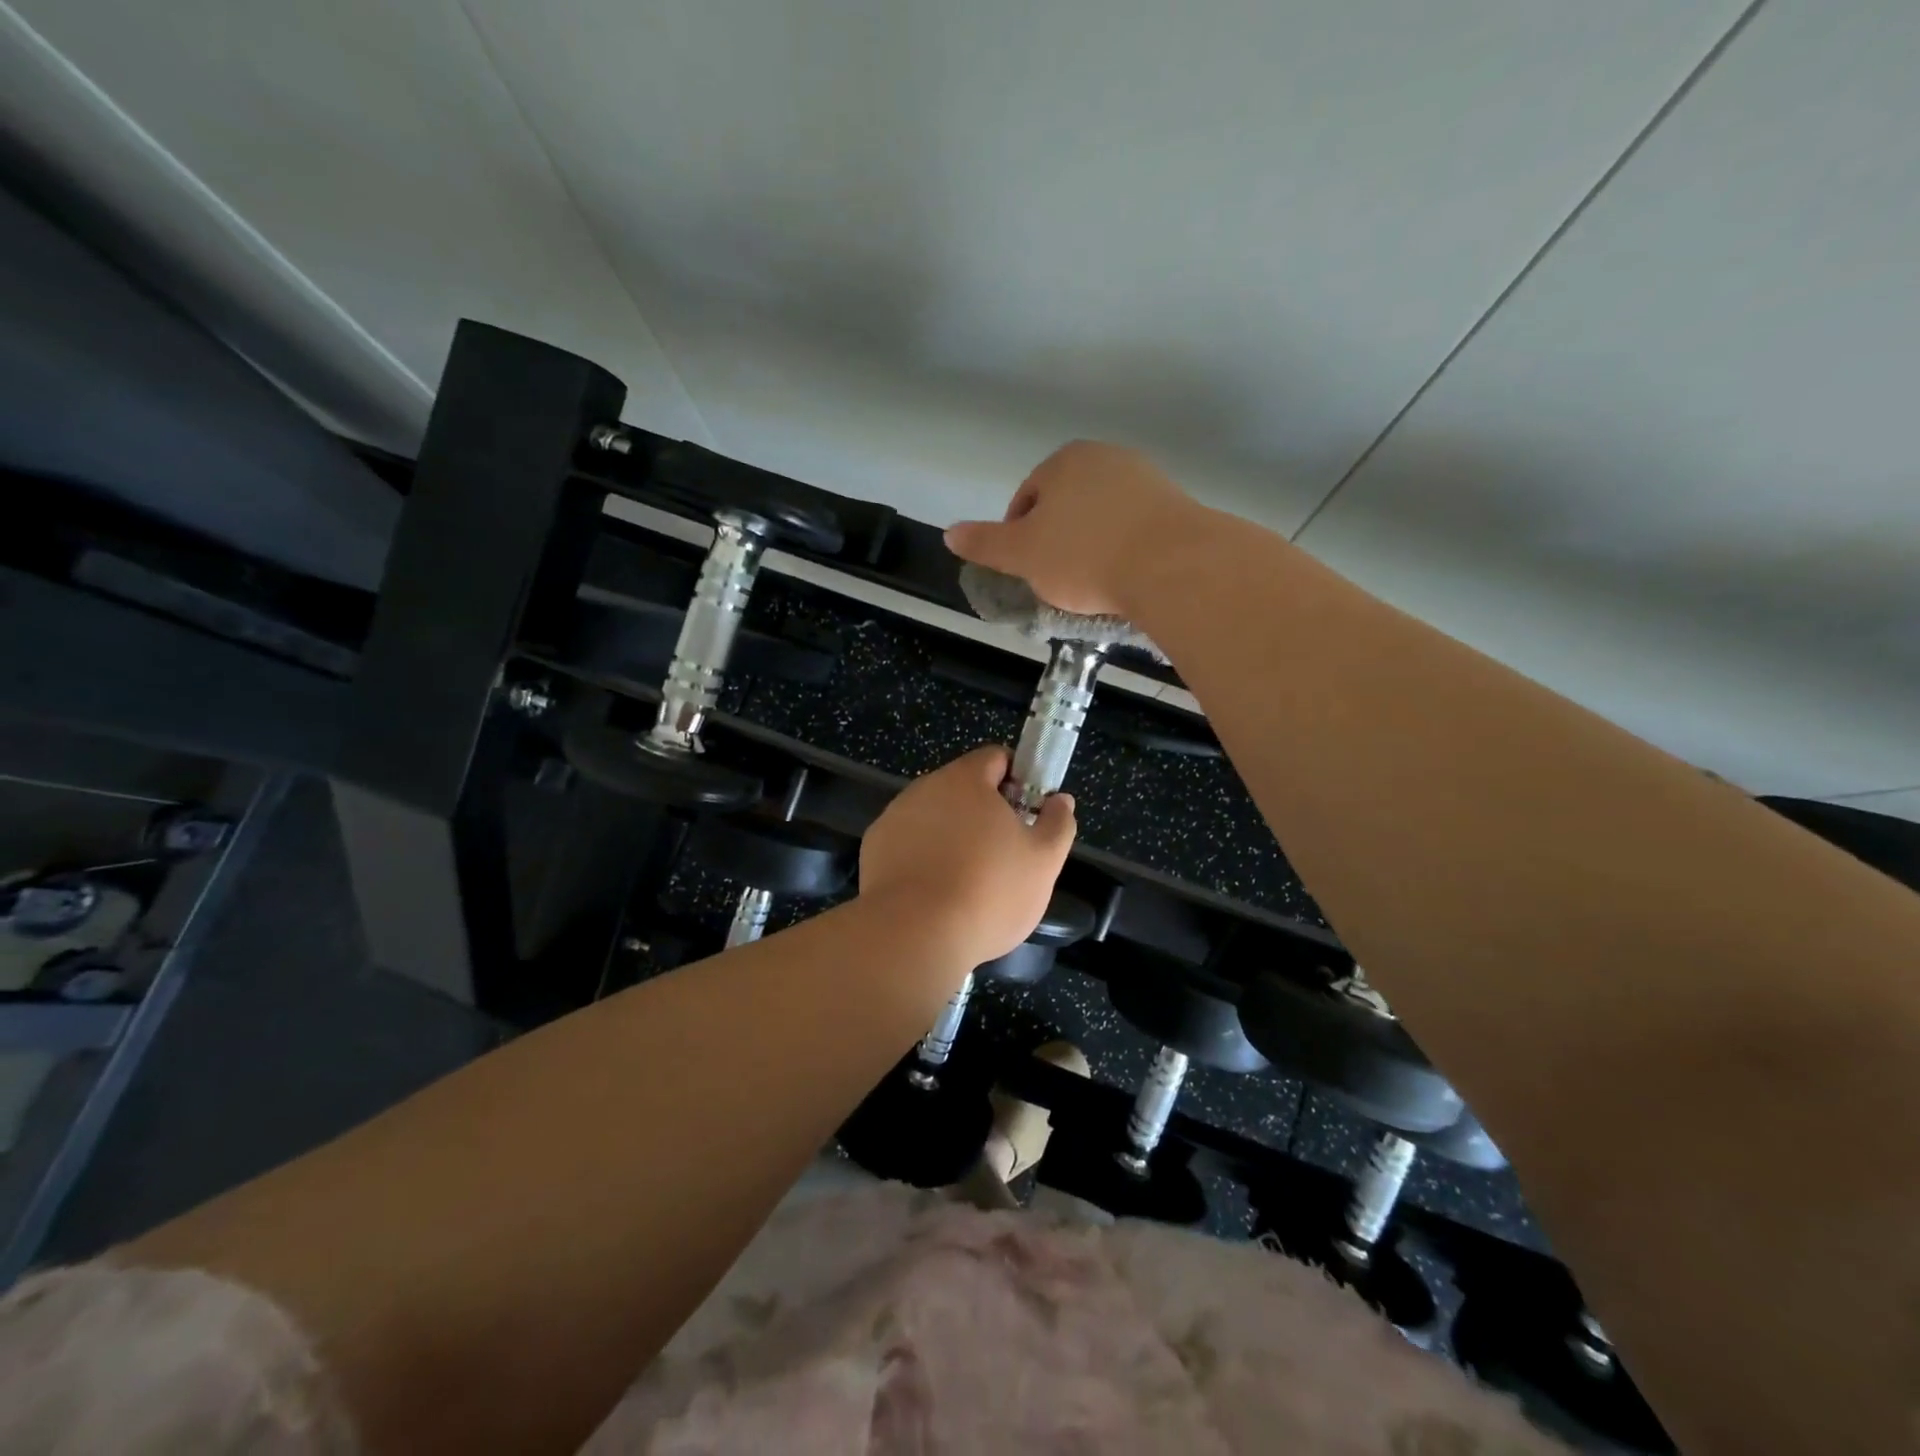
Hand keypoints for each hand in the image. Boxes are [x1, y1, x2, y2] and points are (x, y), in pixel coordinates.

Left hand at [859, 746, 1076, 969]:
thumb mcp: (1043, 861)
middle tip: (1003, 854)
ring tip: (967, 880)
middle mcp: (925, 787)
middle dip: (984, 812)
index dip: (1018, 780)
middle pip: (962, 788)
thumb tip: (1060, 800)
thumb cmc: (988, 892)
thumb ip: (1058, 823)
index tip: (1027, 813)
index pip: (996, 758)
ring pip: (934, 816)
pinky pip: (908, 842)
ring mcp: (895, 816)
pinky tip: (933, 891)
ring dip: (952, 835)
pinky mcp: (874, 847)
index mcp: (966, 779)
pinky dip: (922, 857)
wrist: (913, 935)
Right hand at [943, 441, 1205, 619]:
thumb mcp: (1022, 554)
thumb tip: (949, 533)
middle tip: (1057, 582)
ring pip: (1101, 518)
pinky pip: (1134, 530)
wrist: (1173, 565)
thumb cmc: (1084, 556)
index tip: (1026, 571)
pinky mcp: (1176, 506)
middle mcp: (1106, 458)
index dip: (1019, 538)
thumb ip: (985, 543)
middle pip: (1066, 506)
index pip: (1026, 499)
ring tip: (1091, 586)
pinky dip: (1123, 551)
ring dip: (1090, 547)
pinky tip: (1124, 578)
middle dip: (1057, 542)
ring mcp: (1146, 479)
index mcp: (1064, 461)